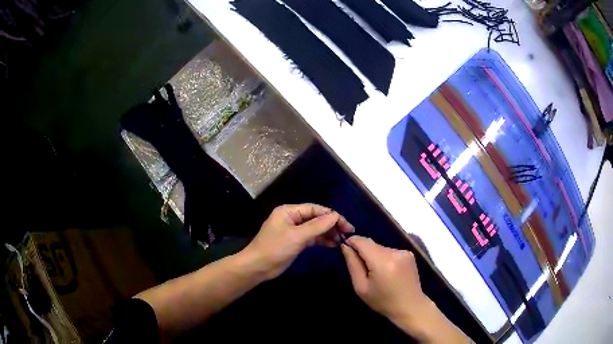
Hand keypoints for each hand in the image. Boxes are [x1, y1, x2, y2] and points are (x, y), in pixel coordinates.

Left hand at [242, 204, 353, 280]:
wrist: (258, 267)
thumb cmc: (275, 248)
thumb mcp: (297, 236)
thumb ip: (317, 226)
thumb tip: (335, 216)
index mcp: (289, 211)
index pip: (315, 209)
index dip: (331, 215)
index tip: (346, 224)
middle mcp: (292, 218)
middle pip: (316, 218)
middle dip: (331, 224)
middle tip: (348, 233)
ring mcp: (294, 231)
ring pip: (315, 228)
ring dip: (328, 233)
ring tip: (342, 240)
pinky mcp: (295, 242)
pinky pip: (312, 238)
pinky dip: (322, 240)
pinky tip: (333, 244)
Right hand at [341, 236, 428, 321]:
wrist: (410, 306)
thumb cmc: (383, 301)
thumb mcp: (361, 288)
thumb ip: (353, 264)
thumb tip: (345, 246)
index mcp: (382, 261)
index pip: (362, 241)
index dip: (352, 242)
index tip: (345, 249)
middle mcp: (395, 252)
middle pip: (372, 244)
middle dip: (363, 252)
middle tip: (361, 269)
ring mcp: (404, 251)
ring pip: (381, 247)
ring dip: (374, 255)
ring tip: (375, 273)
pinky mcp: (409, 254)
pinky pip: (390, 251)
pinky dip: (384, 258)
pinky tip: (387, 272)